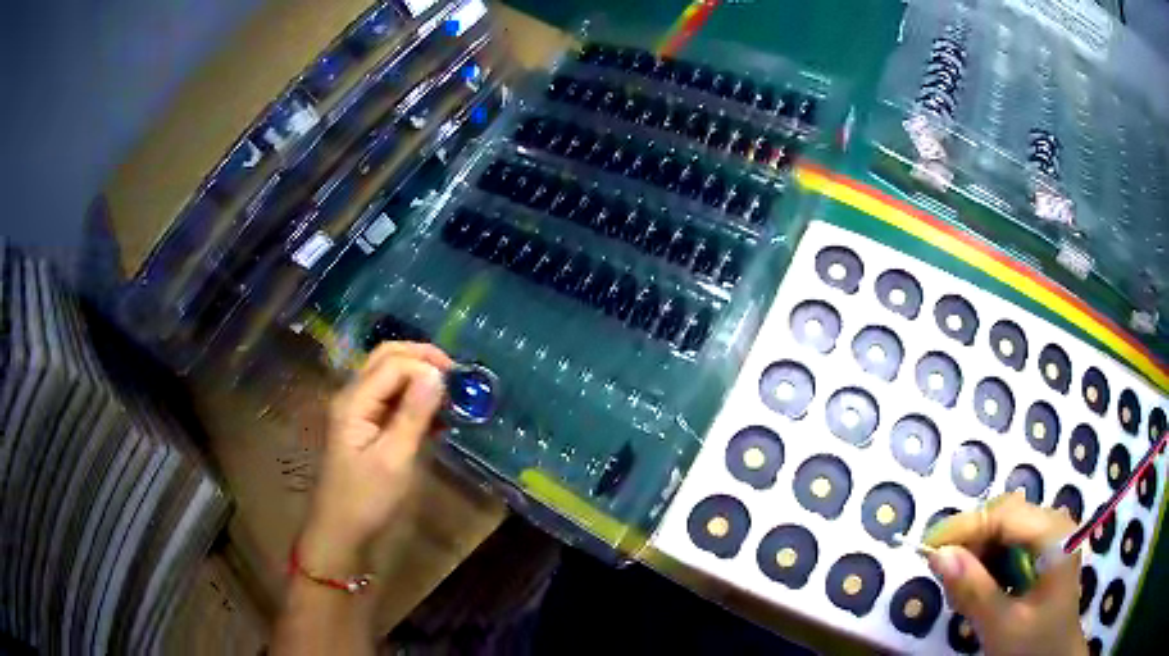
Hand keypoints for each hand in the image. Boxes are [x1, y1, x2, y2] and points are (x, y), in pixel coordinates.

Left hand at [298, 342, 452, 575]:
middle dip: (422, 359)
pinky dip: (413, 398)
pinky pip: (390, 398)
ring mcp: (357, 410)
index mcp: (354, 400)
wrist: (340, 531)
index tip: (459, 385)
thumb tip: (437, 374)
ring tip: (450, 395)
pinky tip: (434, 416)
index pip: (394, 363)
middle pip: (387, 358)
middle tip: (456, 376)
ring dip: (419, 377)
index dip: (426, 366)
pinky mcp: (365, 426)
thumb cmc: (366, 499)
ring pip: (389, 376)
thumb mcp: (395, 458)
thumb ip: (414, 413)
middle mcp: (353, 395)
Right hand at [924, 492, 1087, 655]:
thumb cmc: (1034, 646)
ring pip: (1006, 532)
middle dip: (971, 544)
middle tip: (944, 577)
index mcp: (1053, 536)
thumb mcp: (1002, 626)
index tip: (928, 550)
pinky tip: (981, 592)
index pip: (1004, 515)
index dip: (964, 528)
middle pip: (1005, 518)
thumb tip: (937, 555)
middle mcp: (1054, 527)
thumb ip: (973, 590)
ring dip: (979, 557)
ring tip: (961, 592)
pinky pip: (1011, 549)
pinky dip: (990, 567)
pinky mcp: (1044, 556)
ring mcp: (1051, 540)